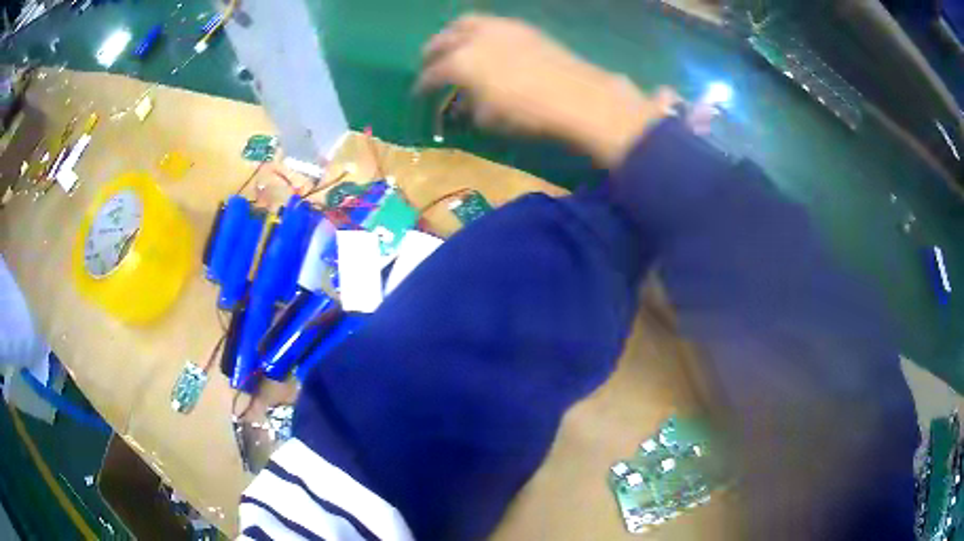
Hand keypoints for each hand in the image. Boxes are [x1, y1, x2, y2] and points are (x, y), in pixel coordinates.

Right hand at [418, 15, 676, 166]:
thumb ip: (468, 107)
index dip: (422, 87)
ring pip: (465, 24)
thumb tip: (460, 104)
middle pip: (442, 41)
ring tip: (453, 46)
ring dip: (452, 35)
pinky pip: (490, 23)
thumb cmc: (528, 114)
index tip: (418, 95)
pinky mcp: (521, 27)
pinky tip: (484, 43)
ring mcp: (499, 27)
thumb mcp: (489, 118)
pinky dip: (478, 32)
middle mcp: (474, 38)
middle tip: (429, 65)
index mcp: (460, 62)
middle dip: (431, 53)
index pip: (431, 74)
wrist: (578, 97)